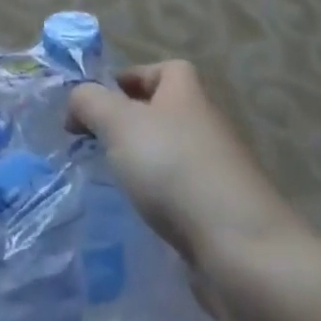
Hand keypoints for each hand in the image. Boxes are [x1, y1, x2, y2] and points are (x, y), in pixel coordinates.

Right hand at [68, 61, 306, 280]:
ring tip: (112, 181)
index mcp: (187, 93)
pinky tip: (141, 215)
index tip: (97, 103)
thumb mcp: (118, 122)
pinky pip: (180, 194)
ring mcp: (217, 171)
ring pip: (169, 155)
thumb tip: (78, 100)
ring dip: (141, 165)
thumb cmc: (175, 169)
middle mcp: (206, 125)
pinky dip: (159, 200)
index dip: (129, 78)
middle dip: (127, 125)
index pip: (162, 69)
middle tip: (94, 144)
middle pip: (162, 113)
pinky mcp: (220, 213)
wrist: (242, 251)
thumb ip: (89, 102)